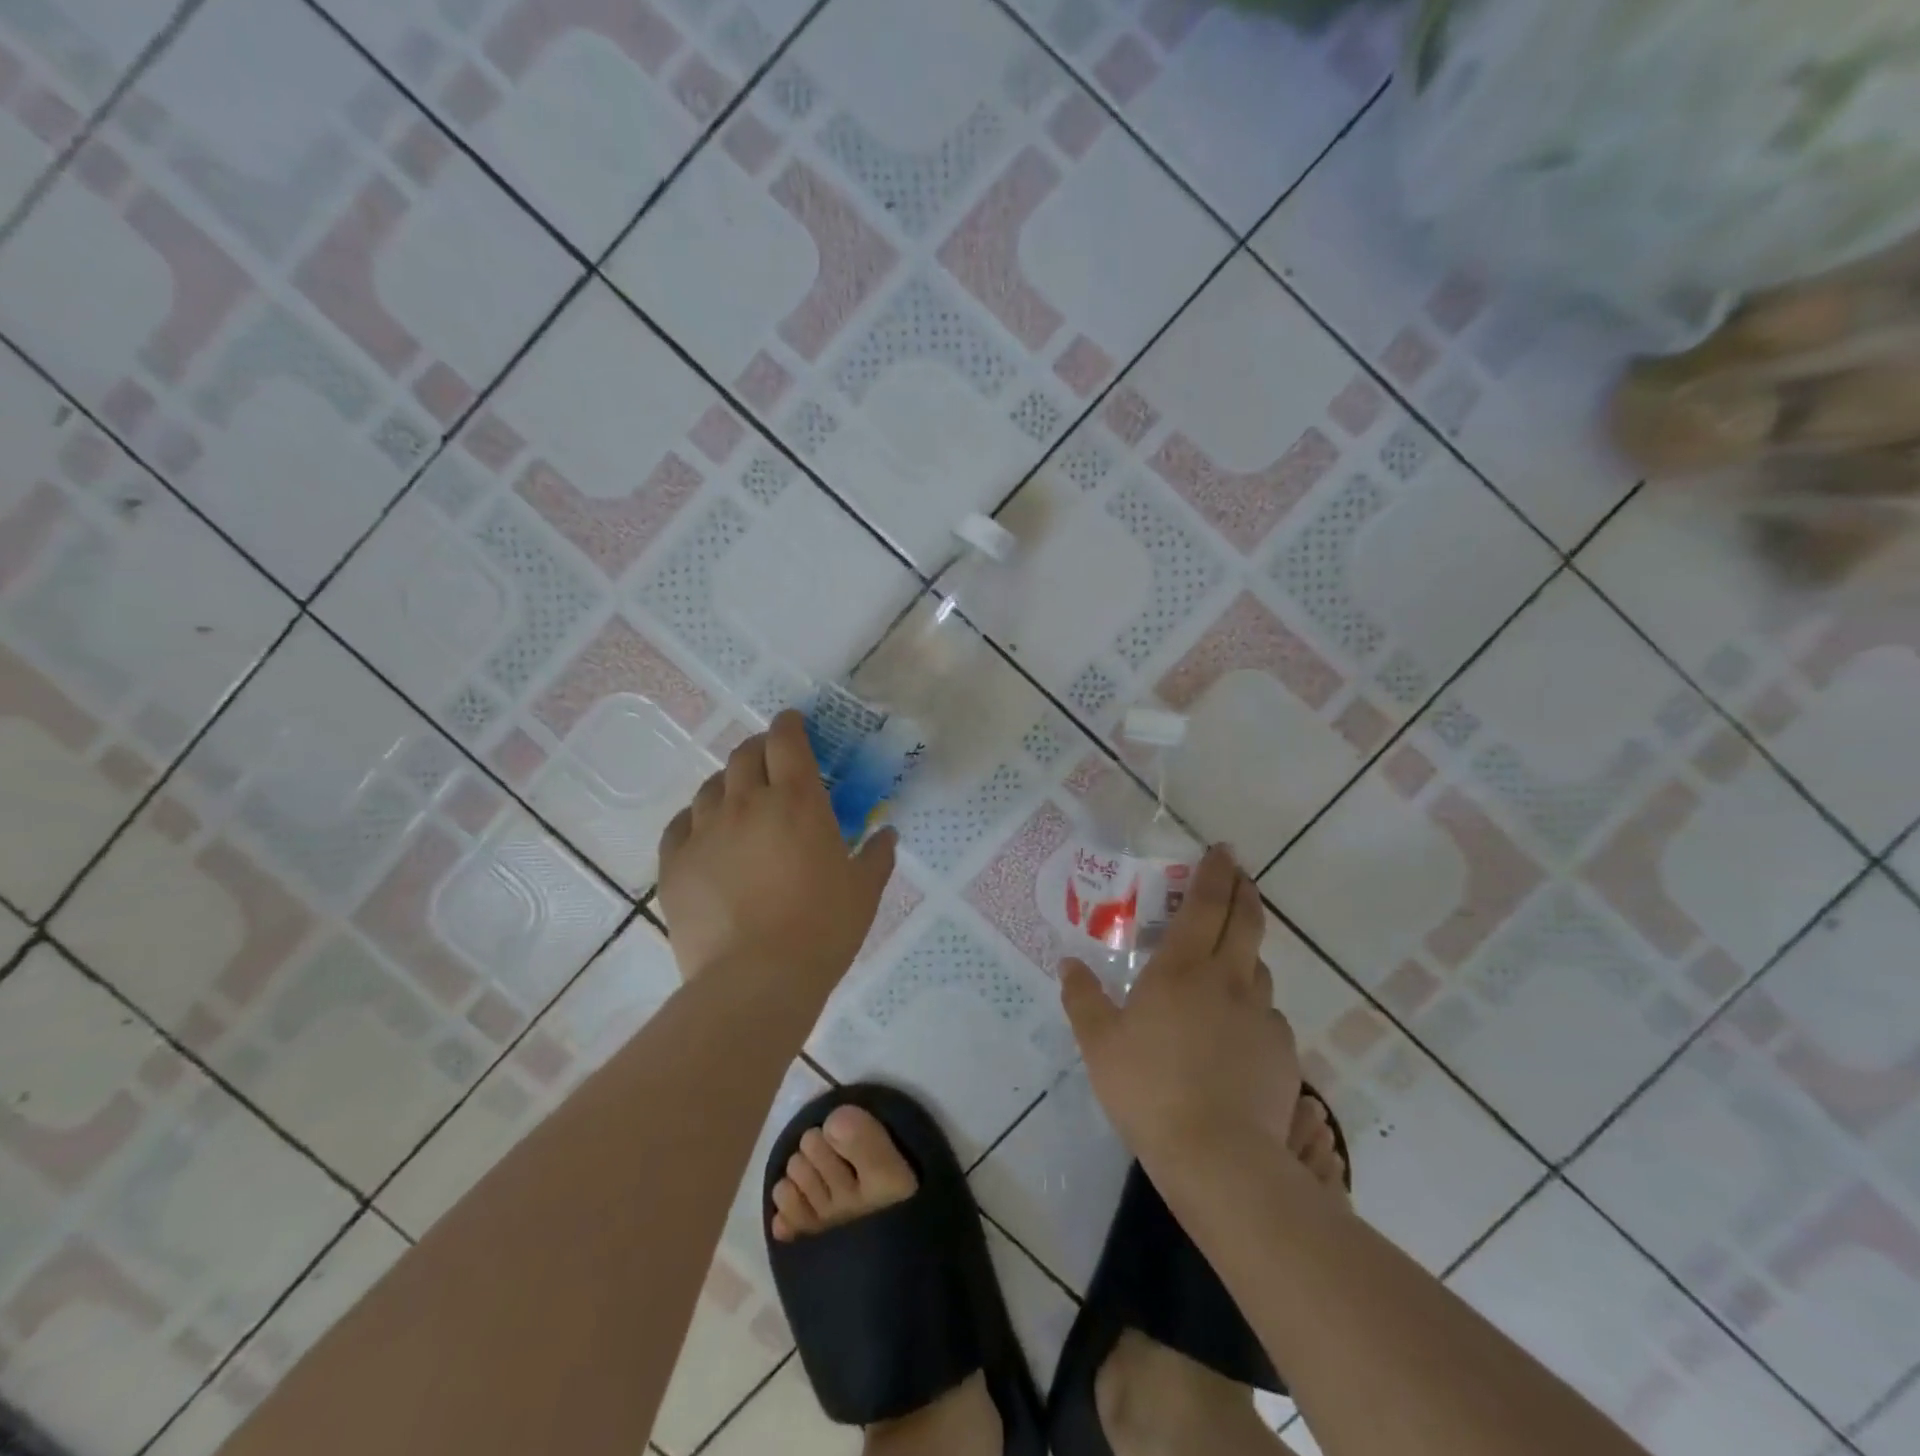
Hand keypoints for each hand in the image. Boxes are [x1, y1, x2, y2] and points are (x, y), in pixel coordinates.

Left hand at [657, 710, 896, 991]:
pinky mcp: (675, 862)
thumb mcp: (863, 891)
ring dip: (728, 783)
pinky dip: (695, 819)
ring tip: (740, 800)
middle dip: (759, 748)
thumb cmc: (822, 929)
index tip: (793, 723)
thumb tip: (887, 834)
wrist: (755, 979)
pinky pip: (680, 824)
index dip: (789, 724)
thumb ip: (876, 855)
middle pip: (745, 755)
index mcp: (798, 801)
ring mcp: (705, 831)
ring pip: (711, 786)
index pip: (787, 740)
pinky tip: (705, 834)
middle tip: (771, 761)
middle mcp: (747, 803)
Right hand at [1060, 847, 1300, 1174]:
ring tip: (1232, 955)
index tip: (1223, 851)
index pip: (1206, 905)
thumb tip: (1068, 963)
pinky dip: (1253, 1004)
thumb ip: (1083, 998)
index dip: (1216, 874)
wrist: (1218, 1156)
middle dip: (1244, 891)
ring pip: (1259, 967)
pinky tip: (1238, 1028)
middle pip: (1245, 922)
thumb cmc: (1149, 1088)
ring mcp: (1261, 1014)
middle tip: (1240, 874)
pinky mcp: (1282, 1049)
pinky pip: (1266, 1013)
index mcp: (1182, 969)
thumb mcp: (1099, 1043)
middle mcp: (1228, 979)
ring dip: (1248, 949)